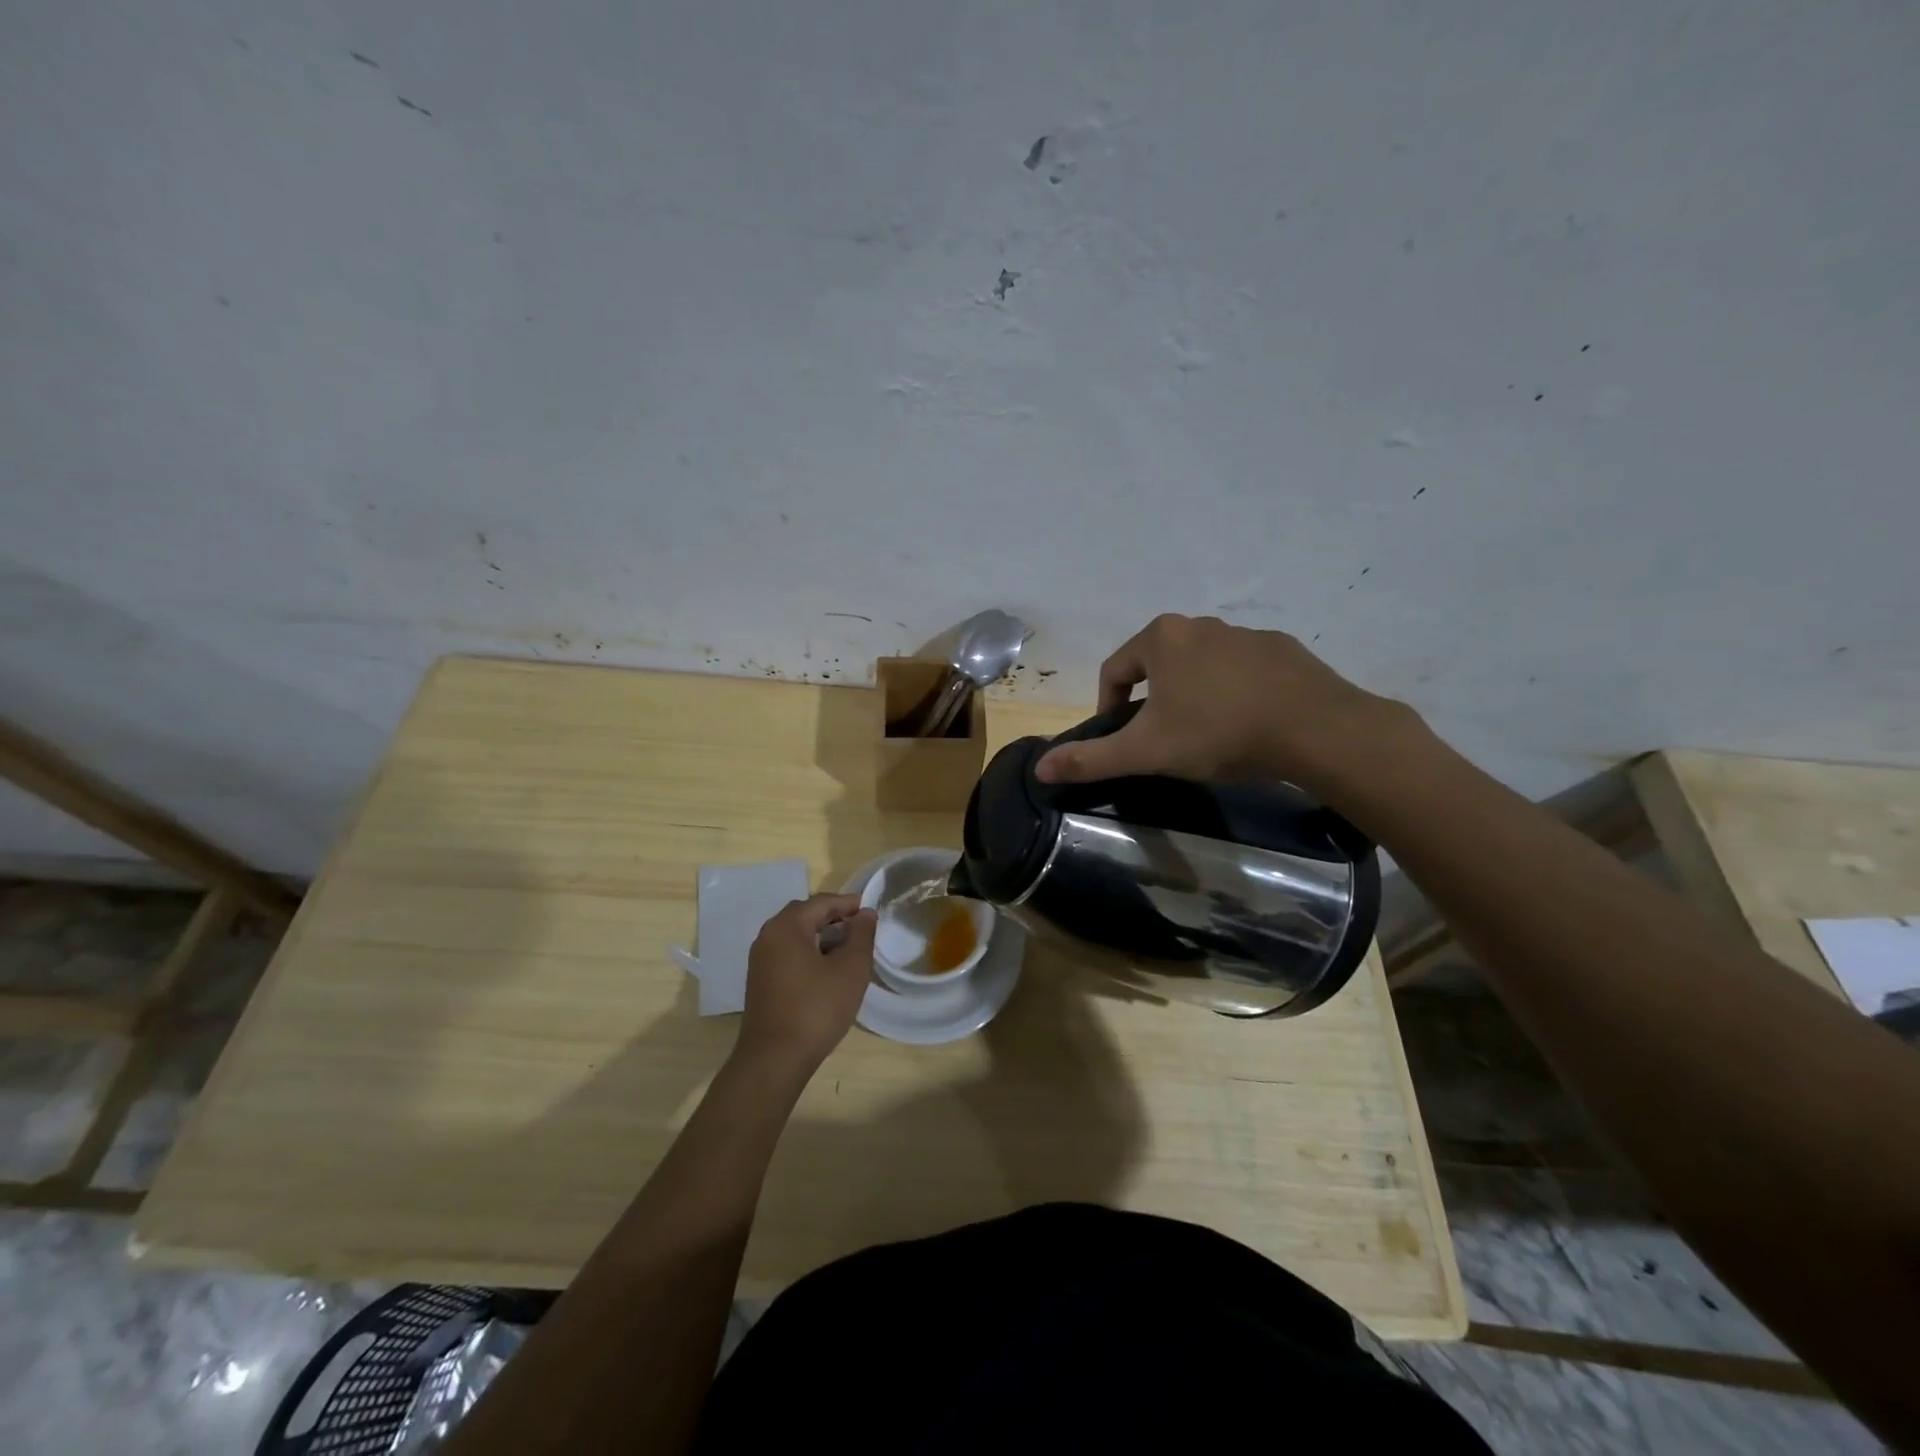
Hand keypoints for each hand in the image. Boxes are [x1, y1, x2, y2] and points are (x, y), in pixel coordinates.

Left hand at [734, 893, 876, 1079]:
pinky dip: (809, 954)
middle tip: (860, 929)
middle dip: (834, 918)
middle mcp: (768, 937)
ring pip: (796, 937)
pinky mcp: (761, 983)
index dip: (848, 903)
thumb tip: (865, 914)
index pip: (821, 902)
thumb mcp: (850, 969)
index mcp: (786, 927)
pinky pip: (788, 955)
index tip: (871, 911)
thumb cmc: (816, 1008)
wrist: (774, 1059)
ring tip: (849, 951)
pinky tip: (828, 972)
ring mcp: (760, 961)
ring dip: (822, 937)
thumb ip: (861, 935)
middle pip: (805, 916)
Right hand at [1035, 614, 1408, 793]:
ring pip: (1200, 667)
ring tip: (1206, 736)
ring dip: (1192, 695)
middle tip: (1164, 741)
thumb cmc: (1217, 732)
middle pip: (1157, 665)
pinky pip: (1242, 670)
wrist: (1315, 729)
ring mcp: (1245, 634)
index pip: (1114, 670)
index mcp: (1161, 638)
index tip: (1122, 739)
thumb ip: (1092, 758)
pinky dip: (1233, 693)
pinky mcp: (1282, 650)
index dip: (1108, 706)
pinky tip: (1247, 724)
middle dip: (1152, 701)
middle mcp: (1200, 625)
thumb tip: (1039, 768)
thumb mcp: (1147, 751)